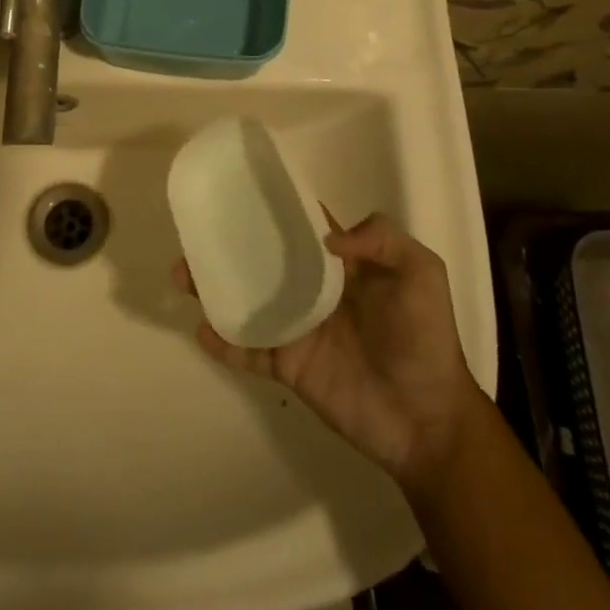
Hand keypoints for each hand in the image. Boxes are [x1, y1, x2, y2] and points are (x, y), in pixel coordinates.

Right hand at [175, 212, 479, 494]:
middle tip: (197, 232)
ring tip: (182, 274)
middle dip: (231, 245)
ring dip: (215, 288)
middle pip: (264, 260)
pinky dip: (224, 342)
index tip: (241, 189)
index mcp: (342, 265)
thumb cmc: (426, 339)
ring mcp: (297, 328)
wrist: (427, 420)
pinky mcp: (288, 366)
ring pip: (247, 301)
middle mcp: (313, 290)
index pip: (302, 227)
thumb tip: (326, 237)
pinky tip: (201, 329)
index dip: (276, 207)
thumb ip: (382, 239)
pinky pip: (249, 351)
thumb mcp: (422, 273)